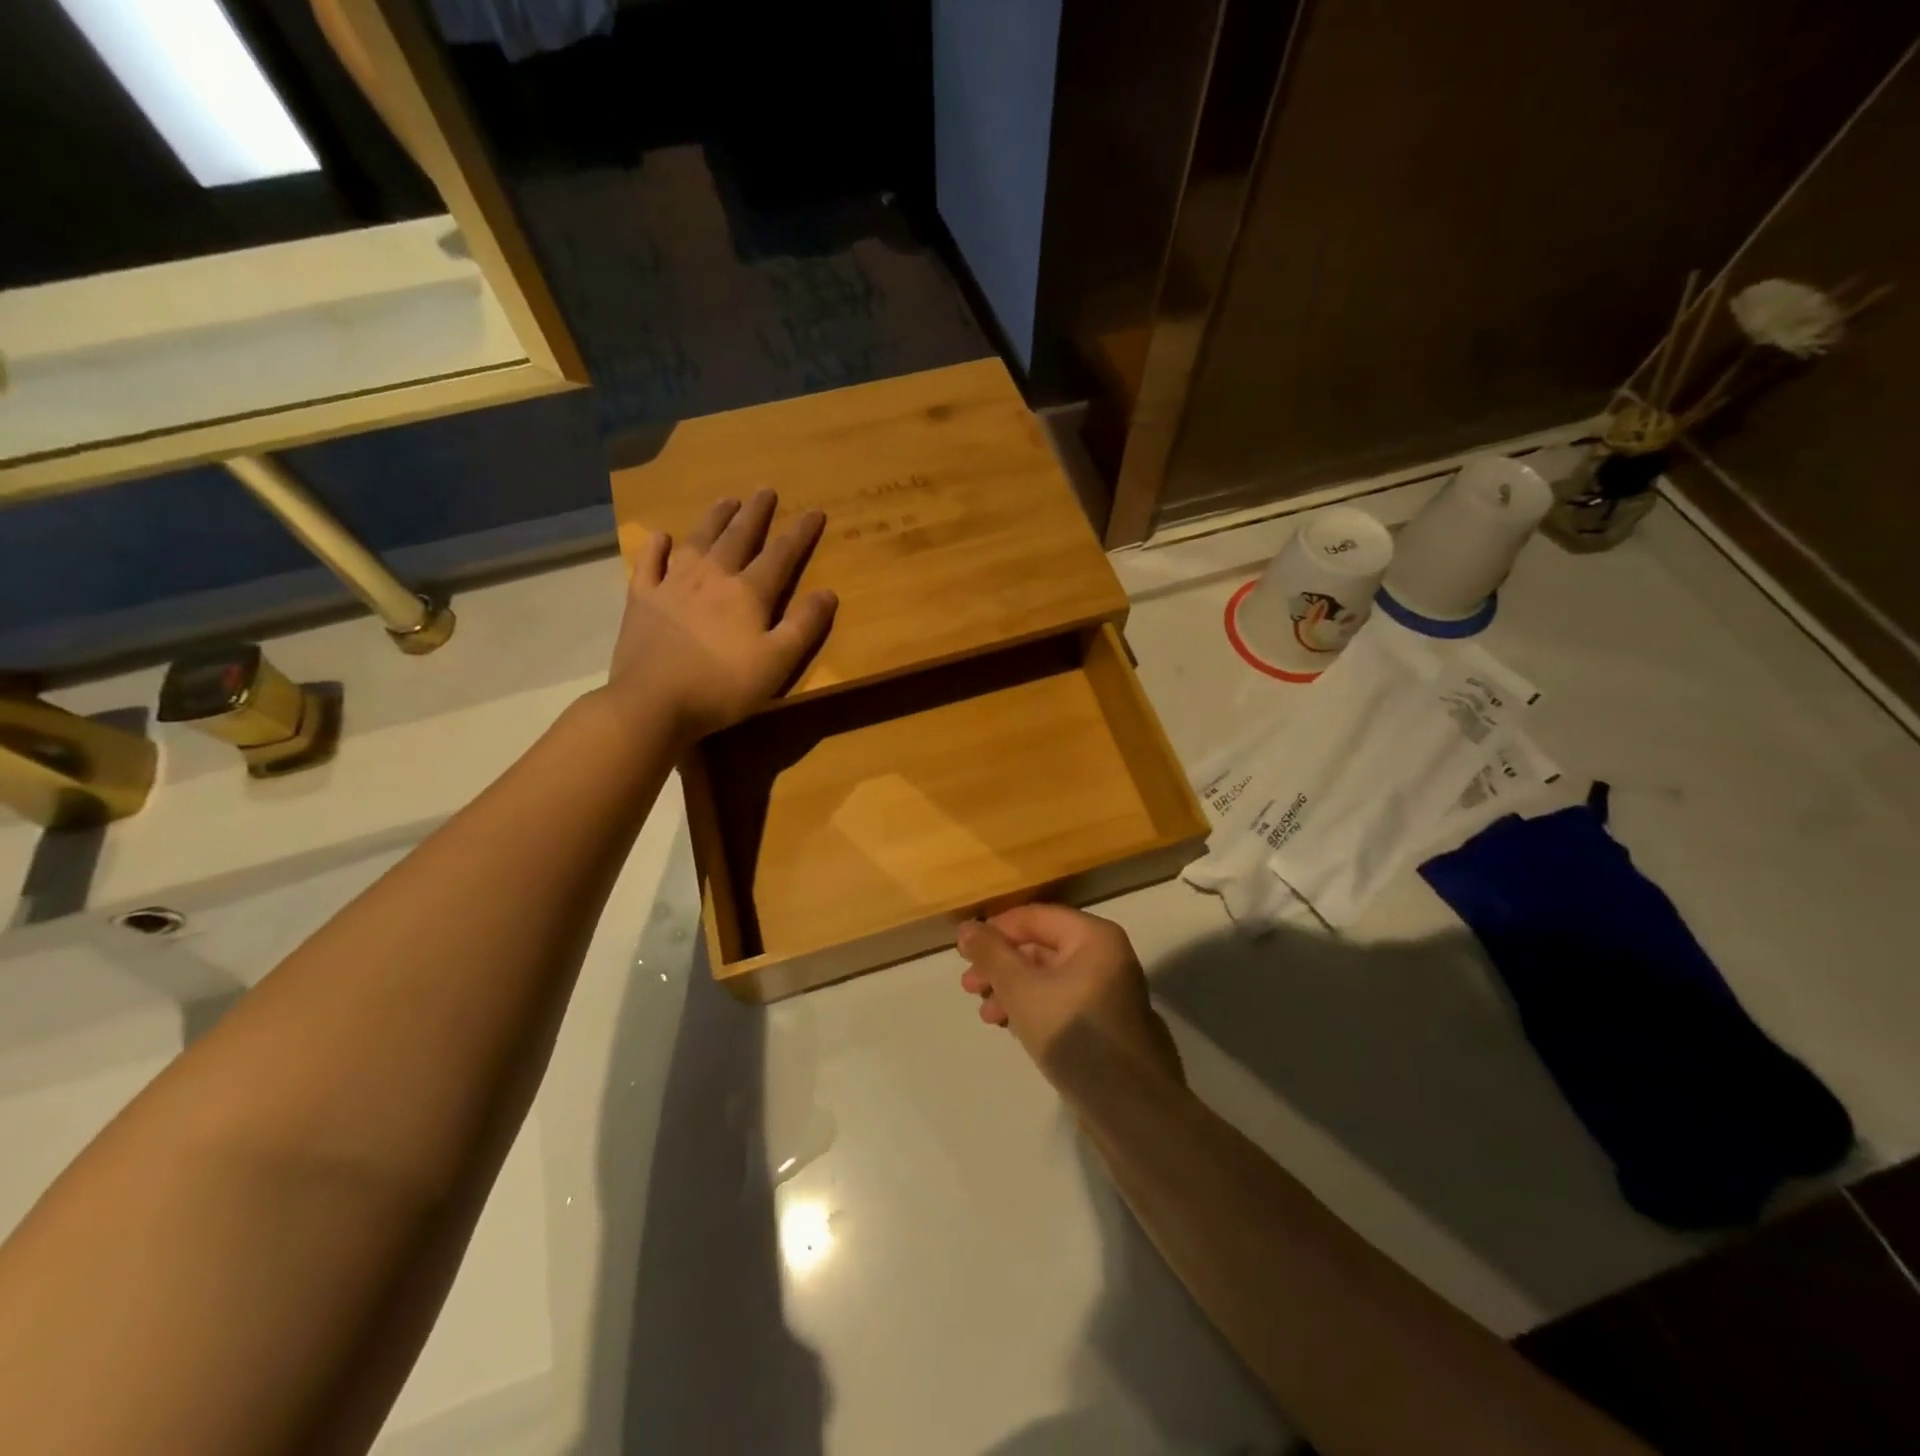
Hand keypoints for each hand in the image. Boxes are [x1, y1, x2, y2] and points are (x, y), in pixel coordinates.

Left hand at [607, 490, 836, 739]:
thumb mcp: (778, 661)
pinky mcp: (642, 599)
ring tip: (726, 500)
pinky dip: (656, 547)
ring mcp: (673, 584)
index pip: (781, 554)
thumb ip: (804, 625)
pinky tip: (661, 537)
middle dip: (755, 513)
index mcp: (748, 592)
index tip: (814, 511)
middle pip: (738, 537)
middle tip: (765, 490)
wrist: (653, 702)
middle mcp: (712, 577)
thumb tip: (828, 592)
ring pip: (697, 540)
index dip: (800, 532)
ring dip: (714, 518)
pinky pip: (649, 563)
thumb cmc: (723, 686)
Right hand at [957, 906, 1183, 1092]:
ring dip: (1012, 990)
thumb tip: (967, 927)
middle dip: (1001, 965)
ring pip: (1049, 977)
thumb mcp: (1021, 988)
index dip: (995, 930)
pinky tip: (1012, 1027)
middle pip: (1042, 946)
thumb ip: (991, 954)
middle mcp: (1106, 956)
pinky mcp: (1106, 1023)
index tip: (964, 953)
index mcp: (1093, 937)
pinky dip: (1034, 1007)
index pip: (1035, 916)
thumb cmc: (1073, 1034)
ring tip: (986, 1016)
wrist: (1129, 1107)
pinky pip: (1062, 1001)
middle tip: (969, 987)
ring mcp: (1109, 991)